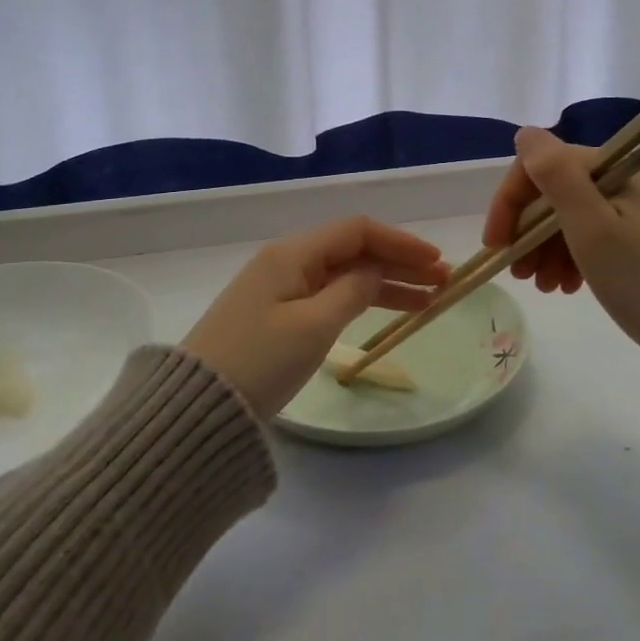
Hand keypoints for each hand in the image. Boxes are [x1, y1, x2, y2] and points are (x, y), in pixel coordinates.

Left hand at [181, 216, 450, 418]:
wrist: (197, 410)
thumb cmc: (259, 362)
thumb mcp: (314, 325)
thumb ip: (353, 290)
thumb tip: (377, 270)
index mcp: (293, 253)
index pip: (357, 230)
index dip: (401, 241)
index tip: (436, 260)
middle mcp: (287, 261)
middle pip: (353, 250)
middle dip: (399, 262)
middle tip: (443, 281)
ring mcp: (280, 289)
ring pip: (344, 274)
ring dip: (385, 283)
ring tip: (428, 300)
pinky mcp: (276, 315)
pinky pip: (329, 295)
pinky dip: (360, 300)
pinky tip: (386, 311)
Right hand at [483, 127, 639, 356]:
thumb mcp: (593, 229)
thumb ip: (556, 176)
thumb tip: (526, 132)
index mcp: (617, 167)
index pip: (542, 166)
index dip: (510, 201)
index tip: (496, 245)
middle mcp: (630, 176)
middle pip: (558, 191)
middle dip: (528, 231)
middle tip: (520, 274)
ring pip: (575, 215)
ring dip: (547, 248)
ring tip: (544, 287)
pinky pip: (598, 233)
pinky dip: (574, 256)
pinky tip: (568, 285)